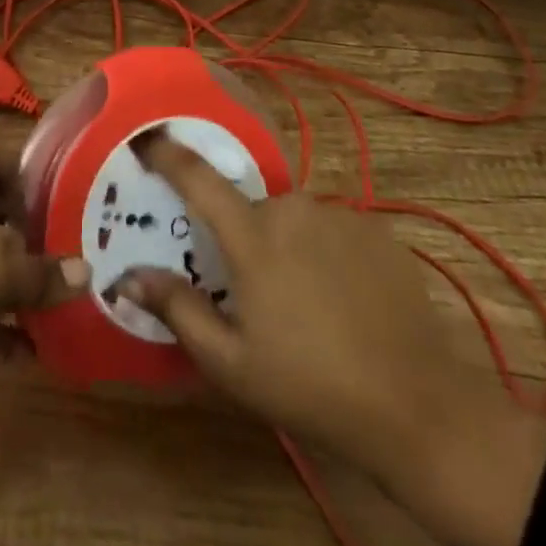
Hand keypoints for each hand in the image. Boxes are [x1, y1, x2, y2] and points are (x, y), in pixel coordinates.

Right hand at [117, 131, 545, 545]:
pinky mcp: (377, 230)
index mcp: (252, 236)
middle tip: (254, 291)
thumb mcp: (231, 362)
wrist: (419, 408)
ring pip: (295, 220)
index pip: (197, 177)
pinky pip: (333, 230)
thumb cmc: (310, 386)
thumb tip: (126, 275)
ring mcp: (340, 215)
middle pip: (251, 209)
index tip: (145, 137)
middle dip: (244, 239)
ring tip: (306, 305)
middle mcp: (293, 208)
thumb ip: (177, 309)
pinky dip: (327, 254)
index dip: (166, 152)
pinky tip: (344, 301)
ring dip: (288, 247)